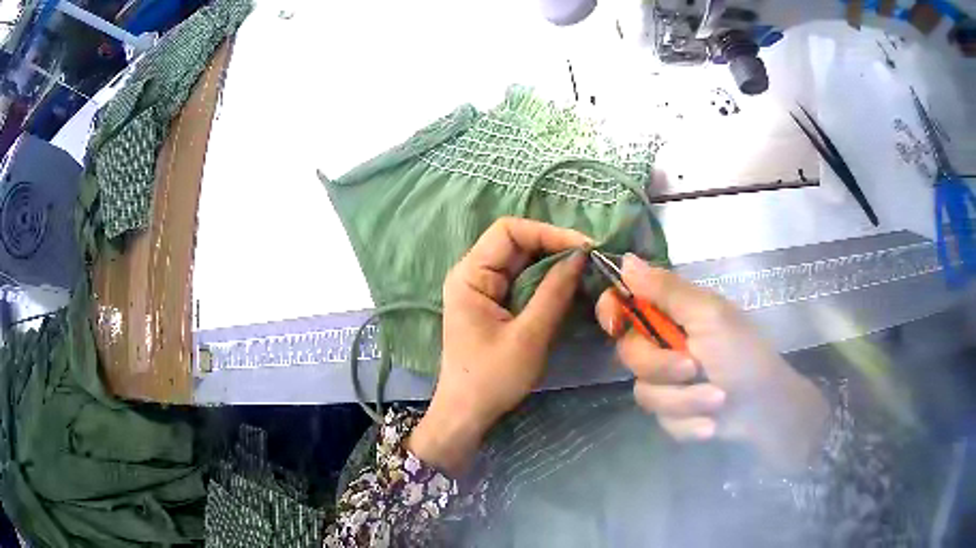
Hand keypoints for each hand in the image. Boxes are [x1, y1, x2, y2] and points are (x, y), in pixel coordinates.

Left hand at [408, 218, 589, 475]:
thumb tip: (580, 255)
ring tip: (587, 270)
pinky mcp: (495, 304)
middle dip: (555, 246)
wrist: (468, 414)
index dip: (547, 232)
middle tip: (592, 259)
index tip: (583, 247)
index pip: (508, 231)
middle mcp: (473, 274)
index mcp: (469, 275)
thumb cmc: (492, 378)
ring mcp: (484, 289)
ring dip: (554, 263)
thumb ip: (554, 293)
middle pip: (517, 243)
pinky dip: (548, 280)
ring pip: (523, 261)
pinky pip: (523, 281)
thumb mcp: (529, 336)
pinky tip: (570, 286)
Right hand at [596, 254, 828, 471]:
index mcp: (672, 315)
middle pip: (629, 353)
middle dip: (662, 366)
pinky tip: (711, 422)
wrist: (764, 408)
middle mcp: (664, 345)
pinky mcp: (672, 413)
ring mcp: (666, 382)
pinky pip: (662, 419)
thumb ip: (667, 291)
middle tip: (693, 368)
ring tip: (716, 400)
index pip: (625, 303)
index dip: (611, 309)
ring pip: (644, 392)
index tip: (615, 322)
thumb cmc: (743, 353)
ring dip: (684, 400)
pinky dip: (689, 422)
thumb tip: (624, 260)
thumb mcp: (709, 316)